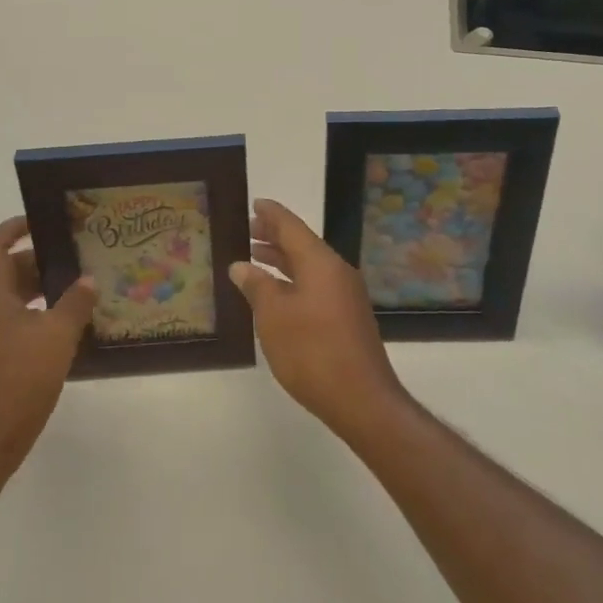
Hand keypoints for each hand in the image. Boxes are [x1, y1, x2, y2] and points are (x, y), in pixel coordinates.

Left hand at [0, 217, 97, 477]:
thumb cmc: (19, 380)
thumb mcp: (57, 337)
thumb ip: (75, 304)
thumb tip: (88, 279)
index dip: (13, 228)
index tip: (40, 221)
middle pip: (5, 273)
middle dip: (38, 262)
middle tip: (73, 258)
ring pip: (10, 300)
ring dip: (39, 291)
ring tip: (76, 290)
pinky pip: (12, 323)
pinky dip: (35, 316)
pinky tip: (63, 329)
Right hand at [231, 198, 410, 443]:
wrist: (362, 400)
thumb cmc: (312, 351)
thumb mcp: (274, 316)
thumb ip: (257, 286)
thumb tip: (241, 265)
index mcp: (320, 262)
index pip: (291, 226)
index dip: (271, 214)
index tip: (254, 203)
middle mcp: (336, 271)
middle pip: (302, 244)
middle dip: (274, 236)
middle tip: (247, 229)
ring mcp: (345, 295)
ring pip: (309, 266)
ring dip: (282, 260)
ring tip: (255, 257)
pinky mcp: (347, 317)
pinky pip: (316, 284)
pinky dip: (293, 280)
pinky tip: (276, 293)